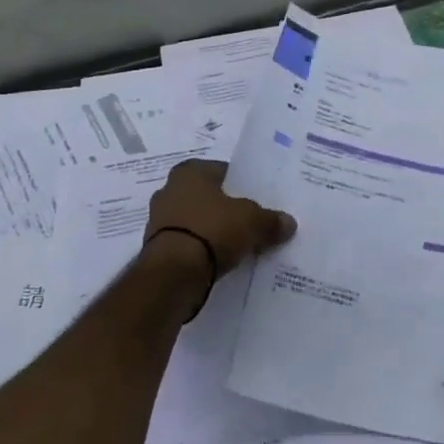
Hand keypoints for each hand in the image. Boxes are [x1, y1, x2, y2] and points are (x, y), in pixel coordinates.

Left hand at [144, 160, 296, 282]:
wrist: (174, 273)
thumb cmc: (213, 229)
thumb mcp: (253, 221)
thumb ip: (270, 220)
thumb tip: (288, 223)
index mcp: (190, 172)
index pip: (222, 171)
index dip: (241, 185)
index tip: (257, 199)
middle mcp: (169, 190)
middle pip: (207, 197)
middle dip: (225, 208)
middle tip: (249, 221)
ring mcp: (158, 221)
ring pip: (195, 221)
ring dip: (211, 230)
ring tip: (237, 244)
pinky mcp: (155, 249)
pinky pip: (187, 244)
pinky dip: (200, 250)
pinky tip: (219, 261)